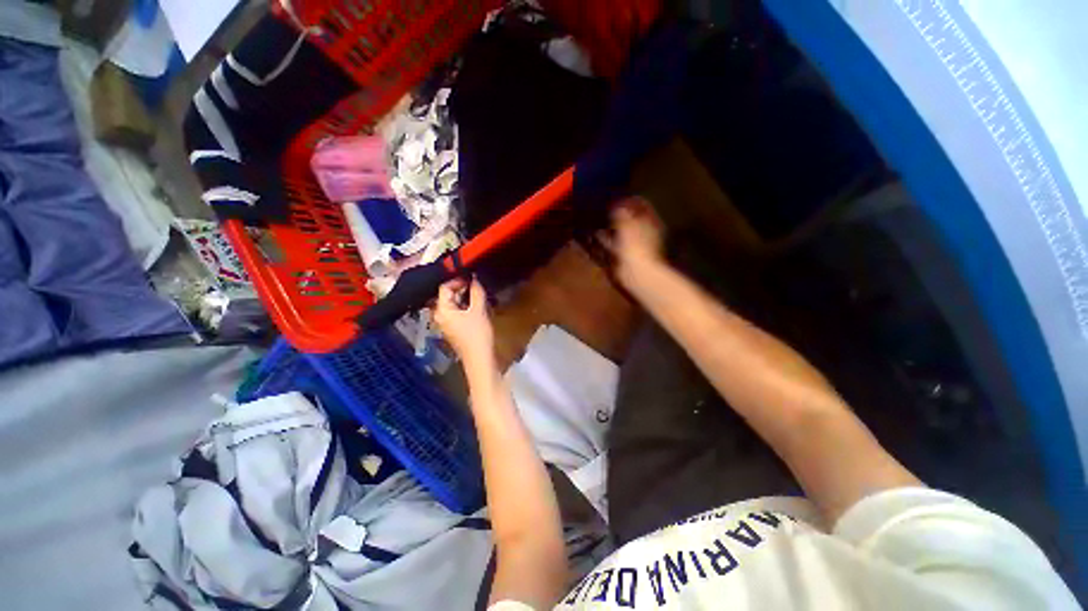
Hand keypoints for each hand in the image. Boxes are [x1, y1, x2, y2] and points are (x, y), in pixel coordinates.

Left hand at [434, 277, 493, 365]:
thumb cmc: (478, 333)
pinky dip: (466, 307)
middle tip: (477, 286)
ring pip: (454, 304)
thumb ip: (476, 291)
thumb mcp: (479, 310)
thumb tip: (475, 278)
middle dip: (463, 289)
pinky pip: (457, 312)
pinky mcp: (454, 329)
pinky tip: (478, 307)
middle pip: (448, 295)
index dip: (458, 280)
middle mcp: (440, 316)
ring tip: (480, 295)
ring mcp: (446, 323)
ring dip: (466, 298)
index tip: (472, 278)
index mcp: (442, 310)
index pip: (445, 287)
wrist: (480, 358)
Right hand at [599, 197, 665, 287]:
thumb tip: (617, 206)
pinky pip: (615, 244)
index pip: (642, 206)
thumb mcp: (627, 225)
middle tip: (605, 208)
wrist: (636, 273)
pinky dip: (607, 239)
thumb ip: (621, 214)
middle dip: (620, 214)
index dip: (630, 201)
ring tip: (598, 219)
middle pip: (632, 219)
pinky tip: (597, 235)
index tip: (617, 197)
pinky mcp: (625, 255)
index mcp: (650, 222)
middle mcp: (644, 232)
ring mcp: (635, 245)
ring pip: (622, 232)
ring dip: (612, 227)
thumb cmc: (635, 245)